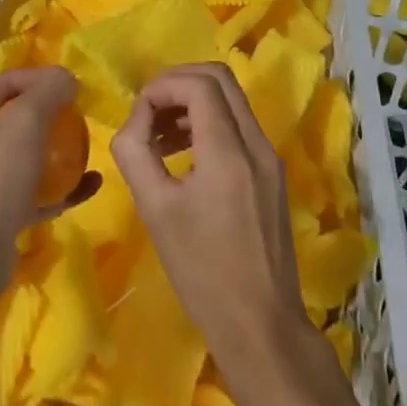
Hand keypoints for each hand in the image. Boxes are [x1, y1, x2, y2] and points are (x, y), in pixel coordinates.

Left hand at [0, 67, 99, 299]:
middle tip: (80, 116)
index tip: (73, 86)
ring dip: (56, 152)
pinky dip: (58, 186)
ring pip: (23, 156)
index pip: (4, 82)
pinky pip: (30, 191)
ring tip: (87, 147)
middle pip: (12, 118)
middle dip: (49, 115)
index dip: (40, 78)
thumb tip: (66, 77)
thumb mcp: (25, 123)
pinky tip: (90, 185)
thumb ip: (48, 91)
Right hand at [111, 63, 312, 376]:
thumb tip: (134, 122)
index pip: (199, 85)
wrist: (262, 327)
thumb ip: (135, 153)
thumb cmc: (203, 272)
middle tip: (149, 112)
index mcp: (229, 151)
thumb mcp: (155, 210)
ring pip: (231, 100)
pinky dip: (209, 123)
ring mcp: (270, 157)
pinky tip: (185, 155)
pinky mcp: (272, 174)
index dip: (162, 86)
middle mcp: (256, 144)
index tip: (138, 113)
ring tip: (159, 136)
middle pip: (219, 78)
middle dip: (178, 84)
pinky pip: (239, 126)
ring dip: (193, 102)